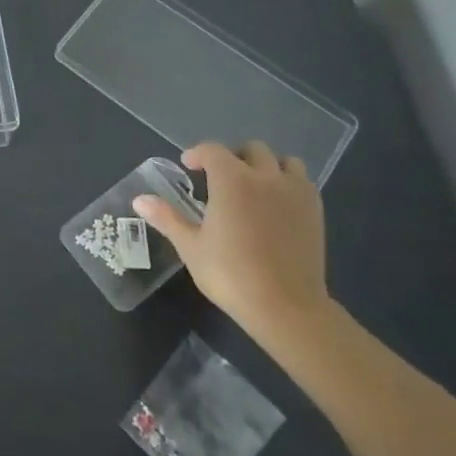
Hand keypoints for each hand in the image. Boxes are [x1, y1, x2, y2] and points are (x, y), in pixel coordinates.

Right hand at [133, 141, 331, 340]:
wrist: (286, 306)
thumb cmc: (231, 274)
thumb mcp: (191, 247)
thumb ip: (167, 218)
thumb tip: (139, 200)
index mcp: (231, 180)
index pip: (213, 151)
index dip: (198, 154)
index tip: (189, 166)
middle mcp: (265, 177)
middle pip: (252, 150)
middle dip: (233, 156)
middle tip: (220, 178)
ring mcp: (295, 192)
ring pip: (284, 161)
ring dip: (267, 166)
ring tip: (254, 186)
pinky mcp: (315, 211)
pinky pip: (302, 182)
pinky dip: (288, 183)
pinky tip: (277, 205)